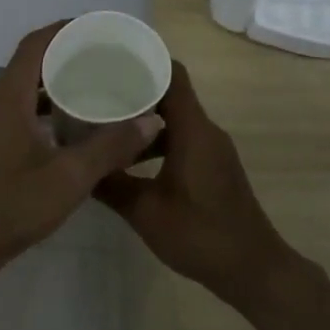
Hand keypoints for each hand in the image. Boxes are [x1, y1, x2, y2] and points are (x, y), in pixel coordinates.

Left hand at [0, 22, 161, 283]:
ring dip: (58, 81)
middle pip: (32, 62)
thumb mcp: (69, 178)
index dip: (66, 29)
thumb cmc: (11, 207)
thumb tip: (151, 120)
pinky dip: (49, 106)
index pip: (36, 44)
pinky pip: (23, 109)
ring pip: (27, 88)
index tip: (100, 28)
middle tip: (108, 57)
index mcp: (9, 98)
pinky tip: (76, 124)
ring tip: (98, 84)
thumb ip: (110, 147)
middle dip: (68, 53)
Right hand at [94, 61, 294, 307]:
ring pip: (175, 119)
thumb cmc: (200, 234)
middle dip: (135, 89)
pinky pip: (182, 138)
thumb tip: (77, 165)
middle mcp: (206, 131)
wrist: (252, 269)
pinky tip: (129, 159)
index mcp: (193, 130)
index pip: (172, 74)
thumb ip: (110, 184)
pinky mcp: (213, 167)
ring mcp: (212, 149)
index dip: (143, 61)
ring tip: (105, 123)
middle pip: (170, 93)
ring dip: (144, 119)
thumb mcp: (145, 211)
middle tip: (95, 91)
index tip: (109, 60)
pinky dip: (156, 140)